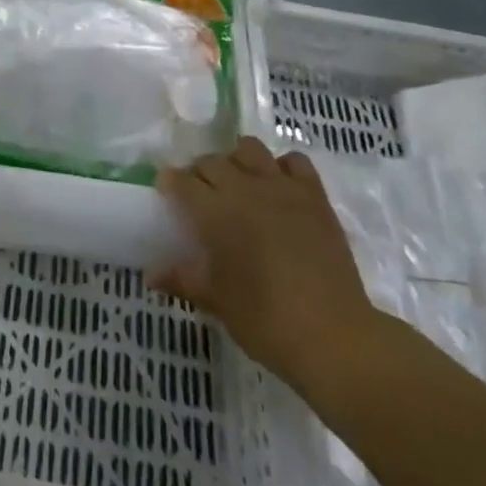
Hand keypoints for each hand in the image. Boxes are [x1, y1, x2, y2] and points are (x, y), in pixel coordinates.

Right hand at [152, 139, 382, 396]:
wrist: (334, 336)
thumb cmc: (265, 320)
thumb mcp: (216, 300)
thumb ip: (182, 279)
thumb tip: (151, 274)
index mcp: (215, 211)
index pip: (182, 181)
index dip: (169, 183)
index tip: (166, 193)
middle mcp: (246, 188)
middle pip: (212, 161)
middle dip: (199, 173)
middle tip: (199, 197)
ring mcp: (283, 188)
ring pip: (250, 149)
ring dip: (236, 161)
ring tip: (237, 184)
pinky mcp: (315, 196)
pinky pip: (294, 162)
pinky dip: (281, 167)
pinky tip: (278, 187)